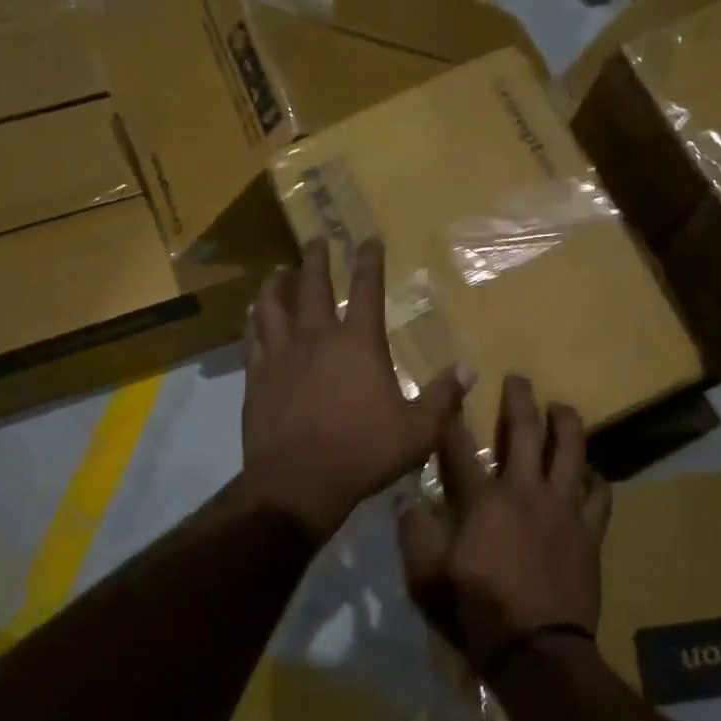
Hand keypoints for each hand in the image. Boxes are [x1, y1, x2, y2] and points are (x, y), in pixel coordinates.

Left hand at [242, 237, 470, 541]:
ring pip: (274, 306)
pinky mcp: (256, 376)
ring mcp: (281, 354)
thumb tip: (468, 370)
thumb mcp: (417, 430)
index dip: (369, 262)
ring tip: (279, 271)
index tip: (367, 239)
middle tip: (316, 239)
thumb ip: (442, 397)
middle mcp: (317, 337)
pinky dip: (254, 320)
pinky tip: (252, 314)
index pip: (367, 290)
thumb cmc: (363, 452)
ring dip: (278, 284)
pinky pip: (253, 337)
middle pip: (314, 286)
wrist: (298, 481)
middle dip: (317, 259)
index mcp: (358, 343)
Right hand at [398, 375, 612, 676]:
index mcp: (483, 501)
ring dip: (567, 424)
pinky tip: (592, 473)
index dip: (451, 420)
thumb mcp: (425, 578)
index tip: (449, 397)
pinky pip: (601, 495)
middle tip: (519, 379)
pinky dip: (597, 478)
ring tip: (563, 409)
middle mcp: (526, 492)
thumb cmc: (477, 613)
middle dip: (520, 400)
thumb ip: (414, 534)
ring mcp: (564, 509)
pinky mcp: (590, 532)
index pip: (460, 449)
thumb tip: (406, 501)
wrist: (537, 653)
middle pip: (526, 432)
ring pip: (572, 452)